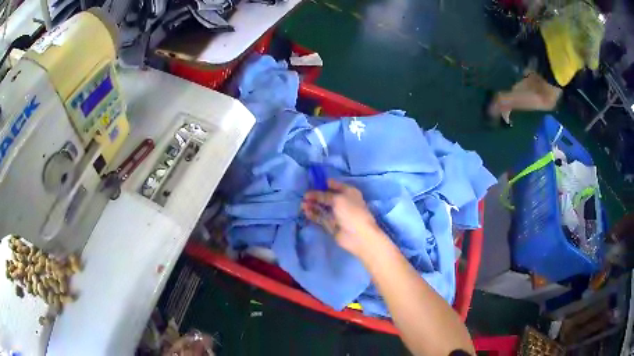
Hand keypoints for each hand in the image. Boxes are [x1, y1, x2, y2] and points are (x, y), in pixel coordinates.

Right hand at [301, 179, 382, 258]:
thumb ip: (323, 195)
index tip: (309, 183)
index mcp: (348, 192)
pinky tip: (305, 212)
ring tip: (302, 204)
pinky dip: (313, 214)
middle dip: (315, 195)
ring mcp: (336, 214)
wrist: (358, 236)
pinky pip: (320, 217)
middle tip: (303, 196)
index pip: (333, 184)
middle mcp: (342, 201)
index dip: (322, 183)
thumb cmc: (351, 212)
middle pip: (325, 196)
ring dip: (312, 205)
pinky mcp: (331, 224)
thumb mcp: (338, 199)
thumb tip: (309, 193)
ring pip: (322, 207)